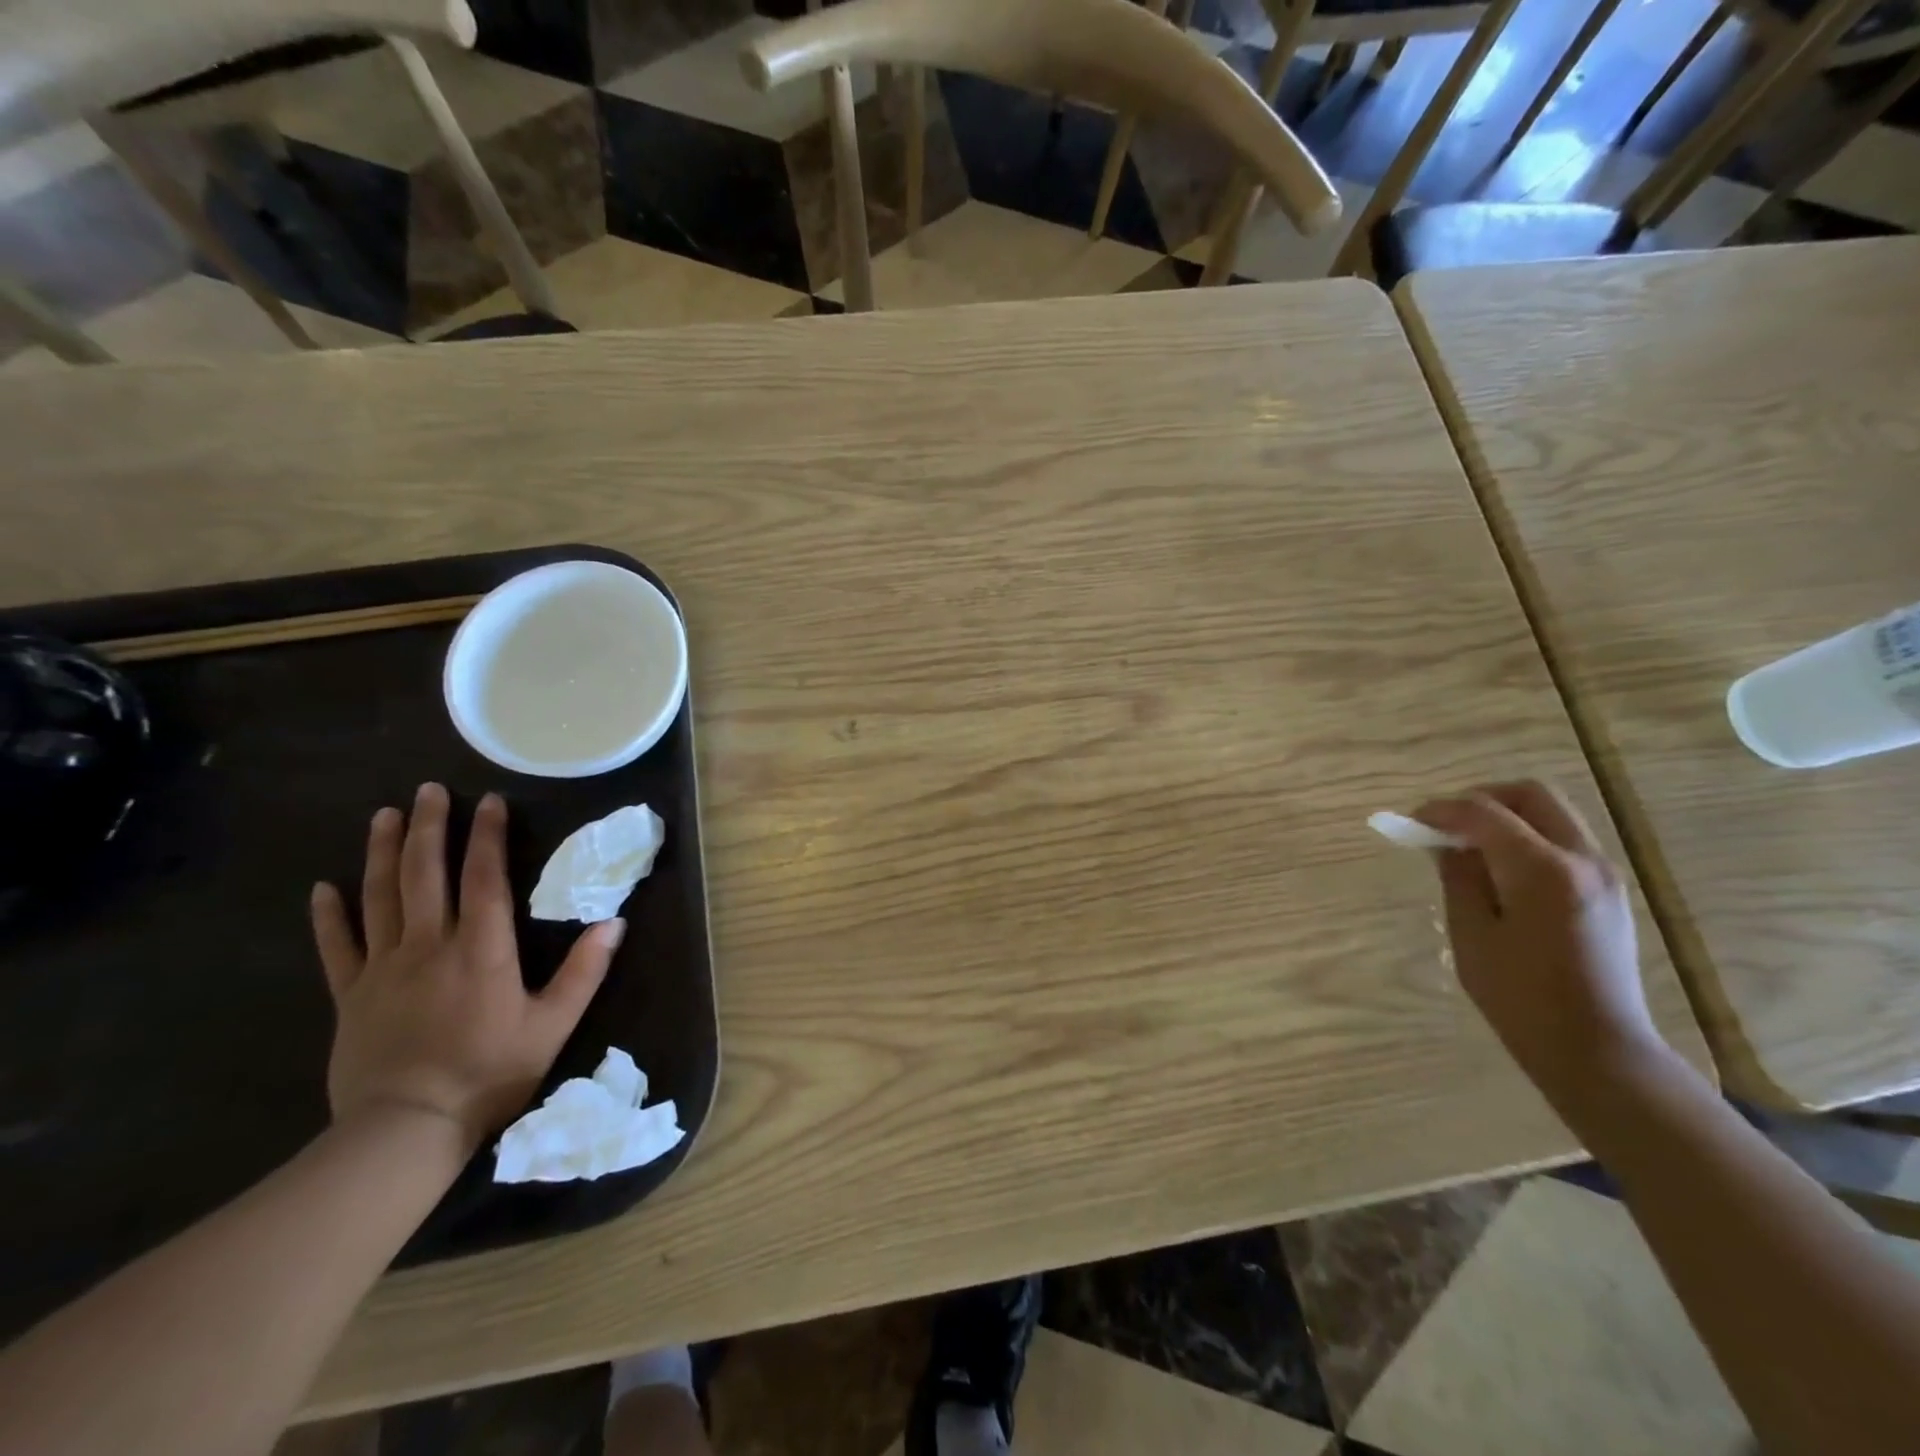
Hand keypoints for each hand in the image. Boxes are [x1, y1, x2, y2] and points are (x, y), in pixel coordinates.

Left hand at [309, 783, 620, 1152]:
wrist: (406, 1129)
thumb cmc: (490, 1072)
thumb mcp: (553, 1025)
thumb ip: (585, 971)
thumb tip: (615, 922)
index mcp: (481, 949)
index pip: (485, 878)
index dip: (488, 836)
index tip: (489, 800)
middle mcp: (429, 945)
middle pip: (426, 874)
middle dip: (430, 827)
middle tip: (429, 789)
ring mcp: (383, 968)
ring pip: (380, 897)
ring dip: (383, 852)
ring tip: (385, 815)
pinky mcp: (350, 996)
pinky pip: (336, 946)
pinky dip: (329, 915)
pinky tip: (324, 887)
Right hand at [1414, 780, 1670, 1105]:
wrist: (1599, 1050)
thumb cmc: (1522, 999)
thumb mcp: (1472, 935)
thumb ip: (1459, 878)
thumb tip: (1446, 843)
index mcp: (1543, 871)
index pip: (1484, 813)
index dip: (1441, 810)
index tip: (1411, 822)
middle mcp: (1582, 860)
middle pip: (1531, 795)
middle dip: (1481, 799)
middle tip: (1445, 824)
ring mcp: (1603, 874)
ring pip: (1550, 814)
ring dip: (1504, 817)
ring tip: (1467, 848)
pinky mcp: (1607, 890)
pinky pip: (1562, 840)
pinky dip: (1525, 837)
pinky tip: (1498, 871)